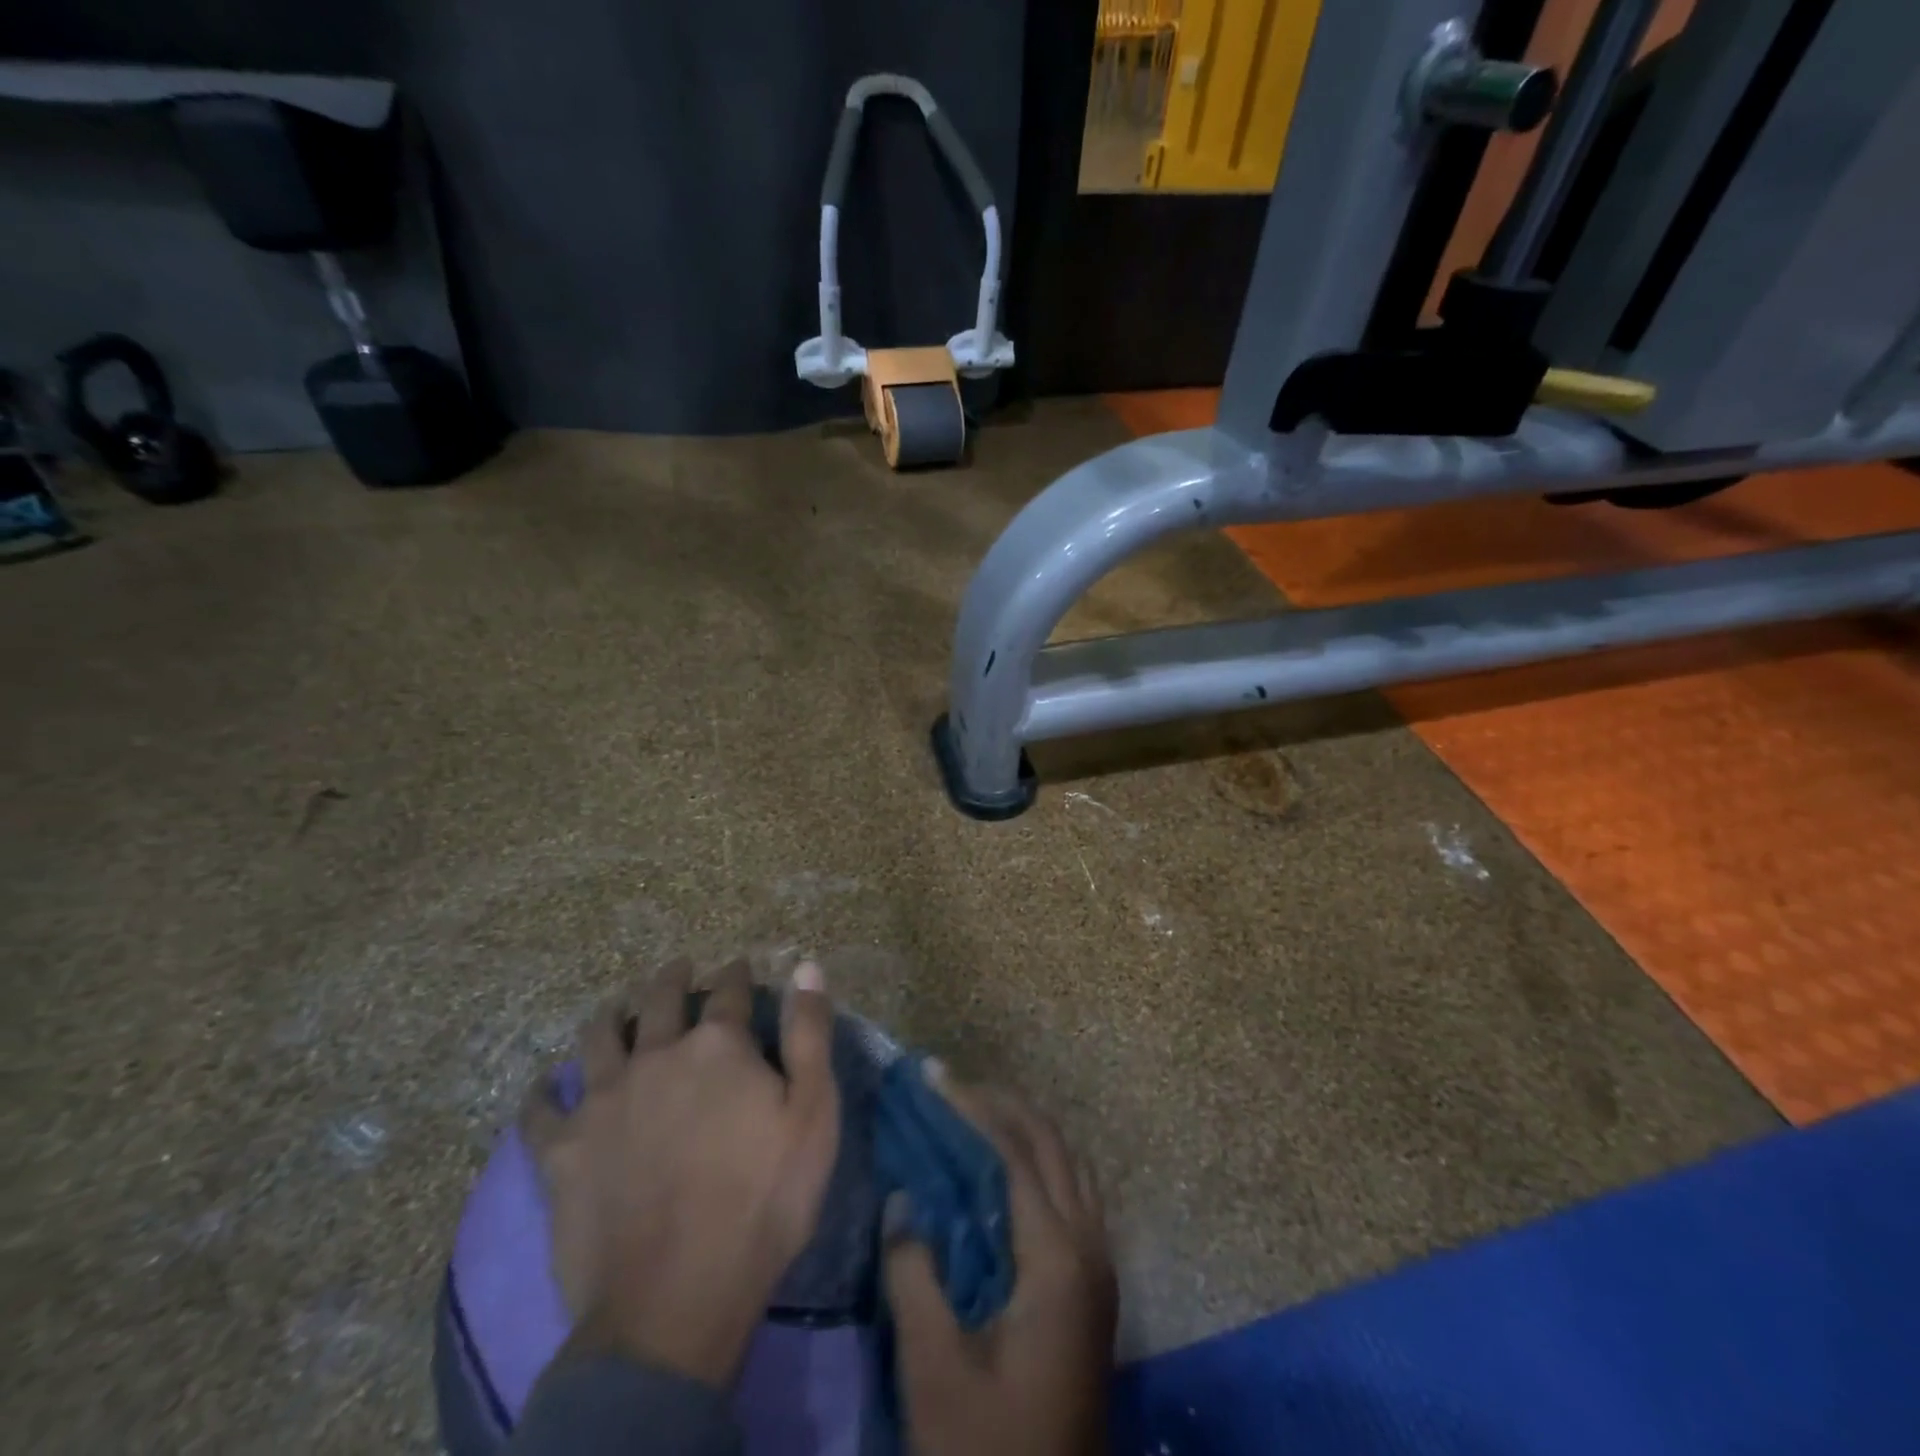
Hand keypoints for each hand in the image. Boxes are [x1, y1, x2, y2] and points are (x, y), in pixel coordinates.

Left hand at [522, 956, 839, 1387]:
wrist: (676, 1300)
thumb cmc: (763, 1200)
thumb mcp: (813, 1112)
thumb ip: (810, 1033)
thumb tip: (807, 964)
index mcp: (717, 1046)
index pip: (730, 991)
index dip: (738, 973)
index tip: (740, 965)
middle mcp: (656, 1056)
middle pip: (661, 1000)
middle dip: (673, 978)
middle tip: (679, 968)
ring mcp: (602, 1101)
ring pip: (599, 1038)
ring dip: (611, 1015)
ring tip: (617, 1006)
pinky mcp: (562, 1152)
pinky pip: (541, 1111)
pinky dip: (542, 1092)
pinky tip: (543, 1085)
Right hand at [884, 1071, 1117, 1455]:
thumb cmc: (989, 1448)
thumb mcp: (935, 1371)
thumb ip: (915, 1275)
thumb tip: (901, 1199)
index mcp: (1057, 1259)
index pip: (1014, 1152)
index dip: (971, 1107)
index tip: (933, 1076)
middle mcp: (1090, 1247)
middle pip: (1052, 1144)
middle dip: (1002, 1104)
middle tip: (951, 1086)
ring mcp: (1101, 1265)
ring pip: (1071, 1163)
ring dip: (1028, 1127)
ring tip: (976, 1113)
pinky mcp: (1096, 1285)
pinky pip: (1076, 1192)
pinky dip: (1043, 1160)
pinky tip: (1008, 1170)